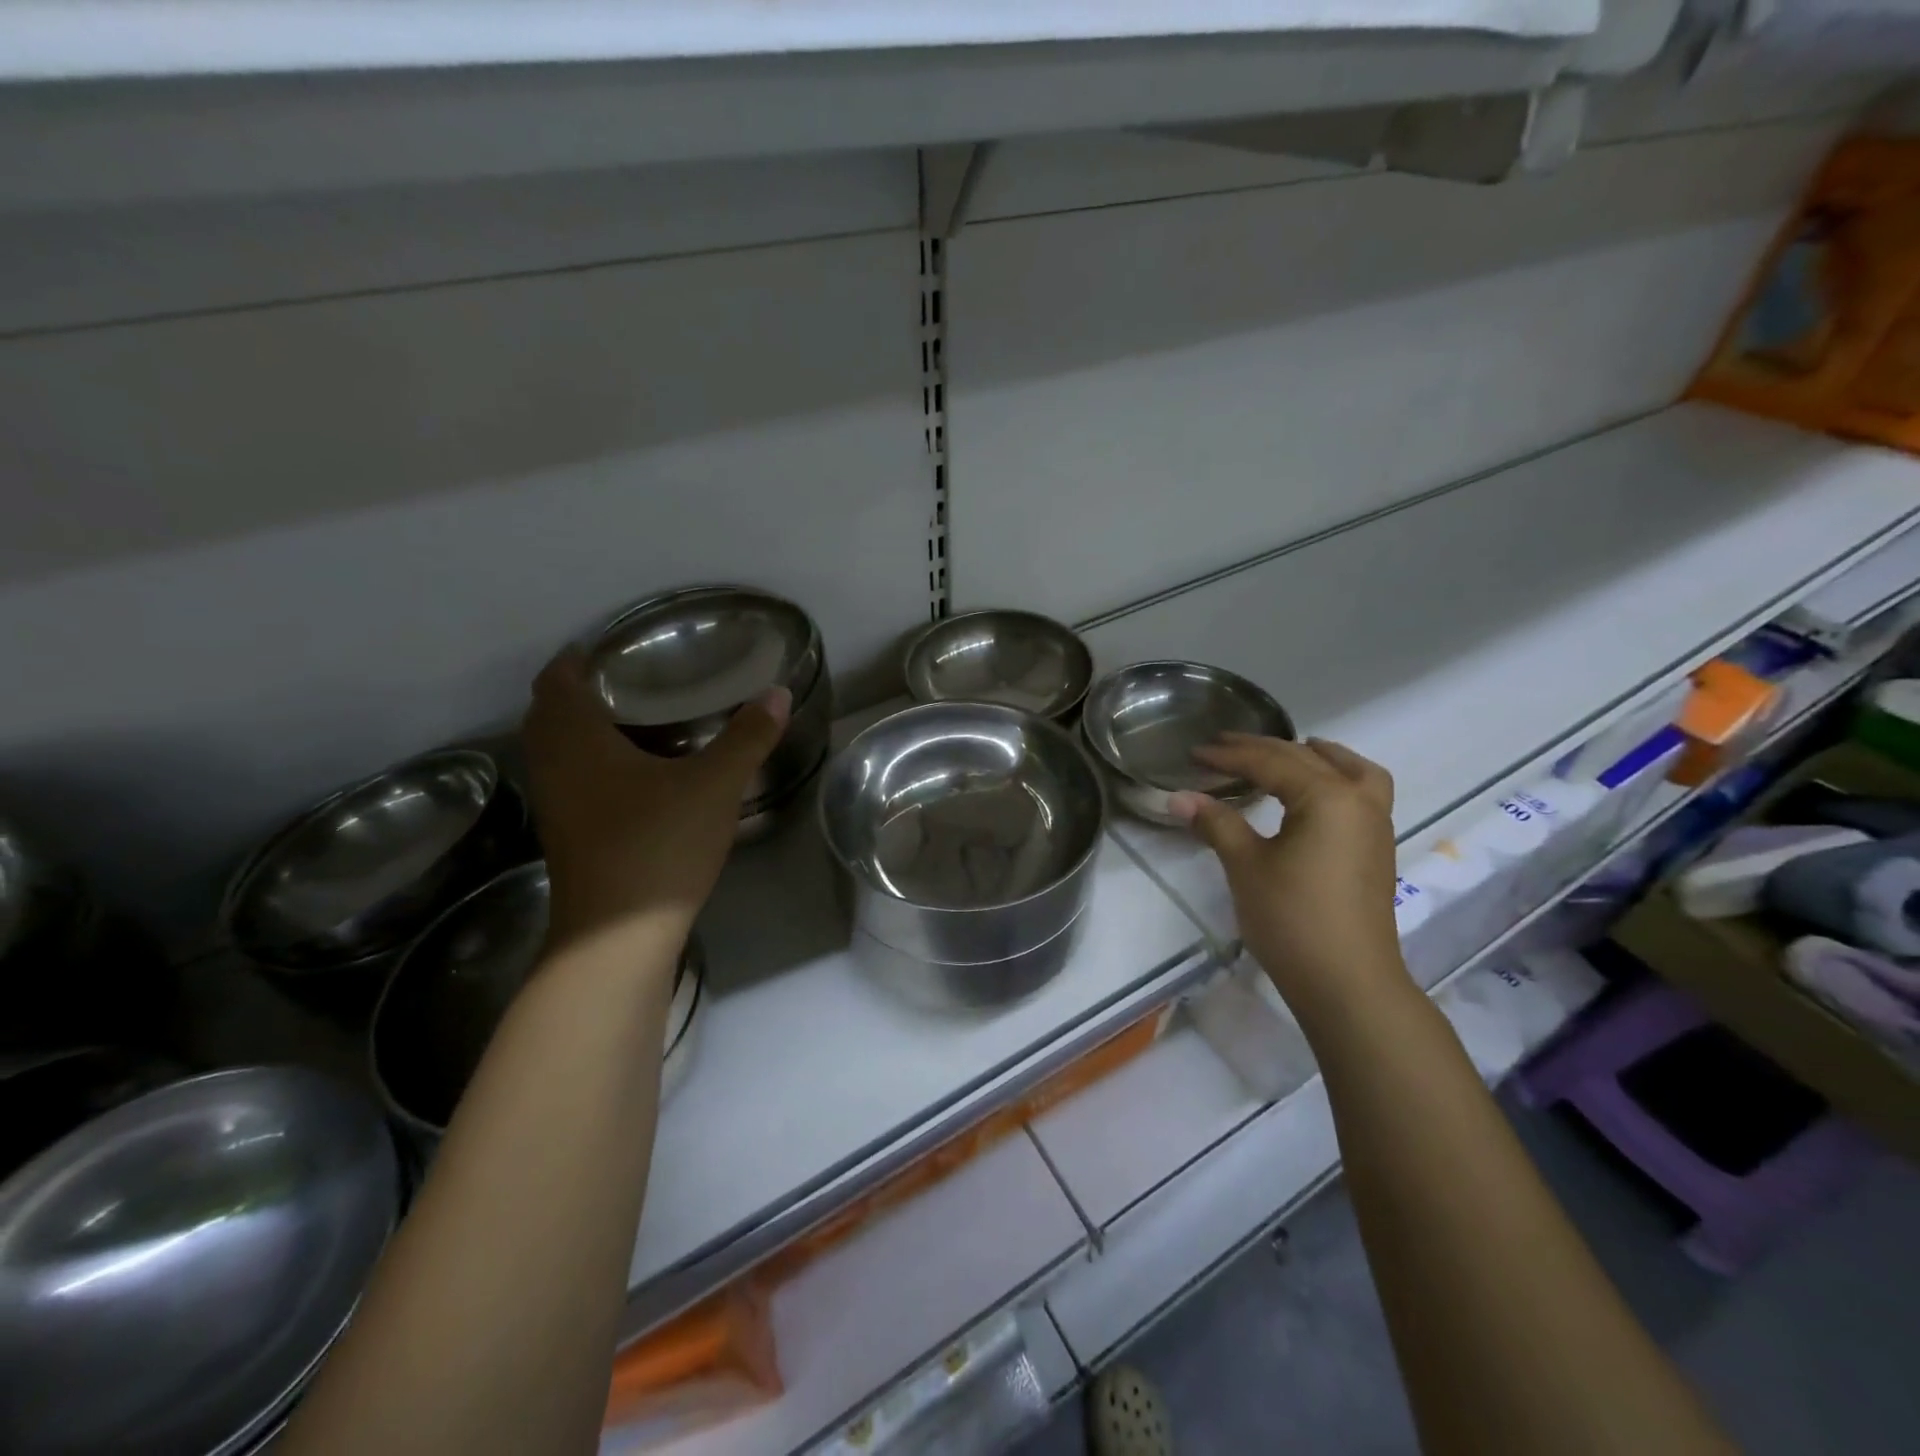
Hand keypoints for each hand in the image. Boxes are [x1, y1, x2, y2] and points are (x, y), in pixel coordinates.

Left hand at [521, 649, 790, 952]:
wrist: (617, 936)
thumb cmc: (658, 844)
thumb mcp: (714, 785)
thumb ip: (747, 737)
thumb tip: (779, 692)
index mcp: (576, 740)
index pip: (556, 680)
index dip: (576, 658)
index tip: (609, 647)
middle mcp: (553, 766)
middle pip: (548, 713)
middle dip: (578, 691)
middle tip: (628, 679)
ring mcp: (555, 805)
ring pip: (555, 750)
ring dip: (580, 728)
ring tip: (633, 719)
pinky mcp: (566, 835)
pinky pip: (568, 779)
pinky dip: (588, 763)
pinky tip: (632, 775)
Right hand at [1170, 735, 1411, 1028]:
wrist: (1348, 983)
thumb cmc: (1292, 920)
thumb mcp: (1246, 866)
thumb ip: (1216, 823)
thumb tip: (1178, 797)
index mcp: (1327, 797)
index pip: (1271, 762)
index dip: (1229, 755)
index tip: (1195, 753)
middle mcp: (1359, 800)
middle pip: (1306, 759)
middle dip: (1262, 750)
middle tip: (1222, 746)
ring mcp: (1375, 824)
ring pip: (1349, 770)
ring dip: (1316, 756)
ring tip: (1290, 750)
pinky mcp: (1377, 849)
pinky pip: (1364, 792)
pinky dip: (1340, 777)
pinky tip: (1317, 793)